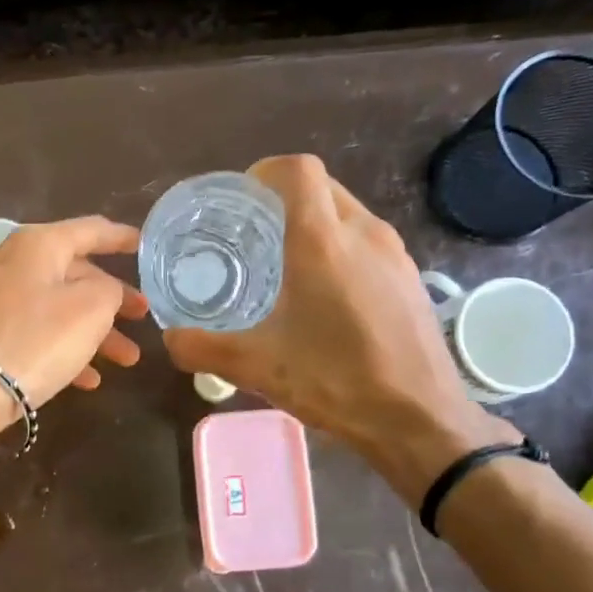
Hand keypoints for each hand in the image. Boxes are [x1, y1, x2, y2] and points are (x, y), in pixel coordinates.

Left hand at [0, 216, 147, 408]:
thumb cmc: (34, 340)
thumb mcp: (90, 309)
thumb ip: (108, 290)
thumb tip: (99, 290)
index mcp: (36, 243)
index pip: (89, 230)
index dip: (120, 237)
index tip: (143, 245)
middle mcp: (7, 261)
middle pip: (71, 273)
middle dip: (111, 300)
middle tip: (141, 320)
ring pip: (53, 307)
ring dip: (92, 332)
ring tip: (126, 361)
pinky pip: (30, 332)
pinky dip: (60, 348)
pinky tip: (85, 380)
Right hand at [161, 156, 513, 475]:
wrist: (421, 421)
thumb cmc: (337, 382)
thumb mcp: (256, 368)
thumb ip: (202, 349)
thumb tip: (170, 339)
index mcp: (323, 242)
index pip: (297, 170)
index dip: (265, 171)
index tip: (240, 200)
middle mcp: (364, 233)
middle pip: (322, 186)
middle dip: (285, 197)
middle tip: (252, 232)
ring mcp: (395, 254)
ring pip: (348, 212)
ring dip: (314, 221)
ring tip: (284, 262)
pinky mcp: (410, 278)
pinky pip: (368, 240)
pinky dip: (340, 246)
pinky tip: (325, 294)